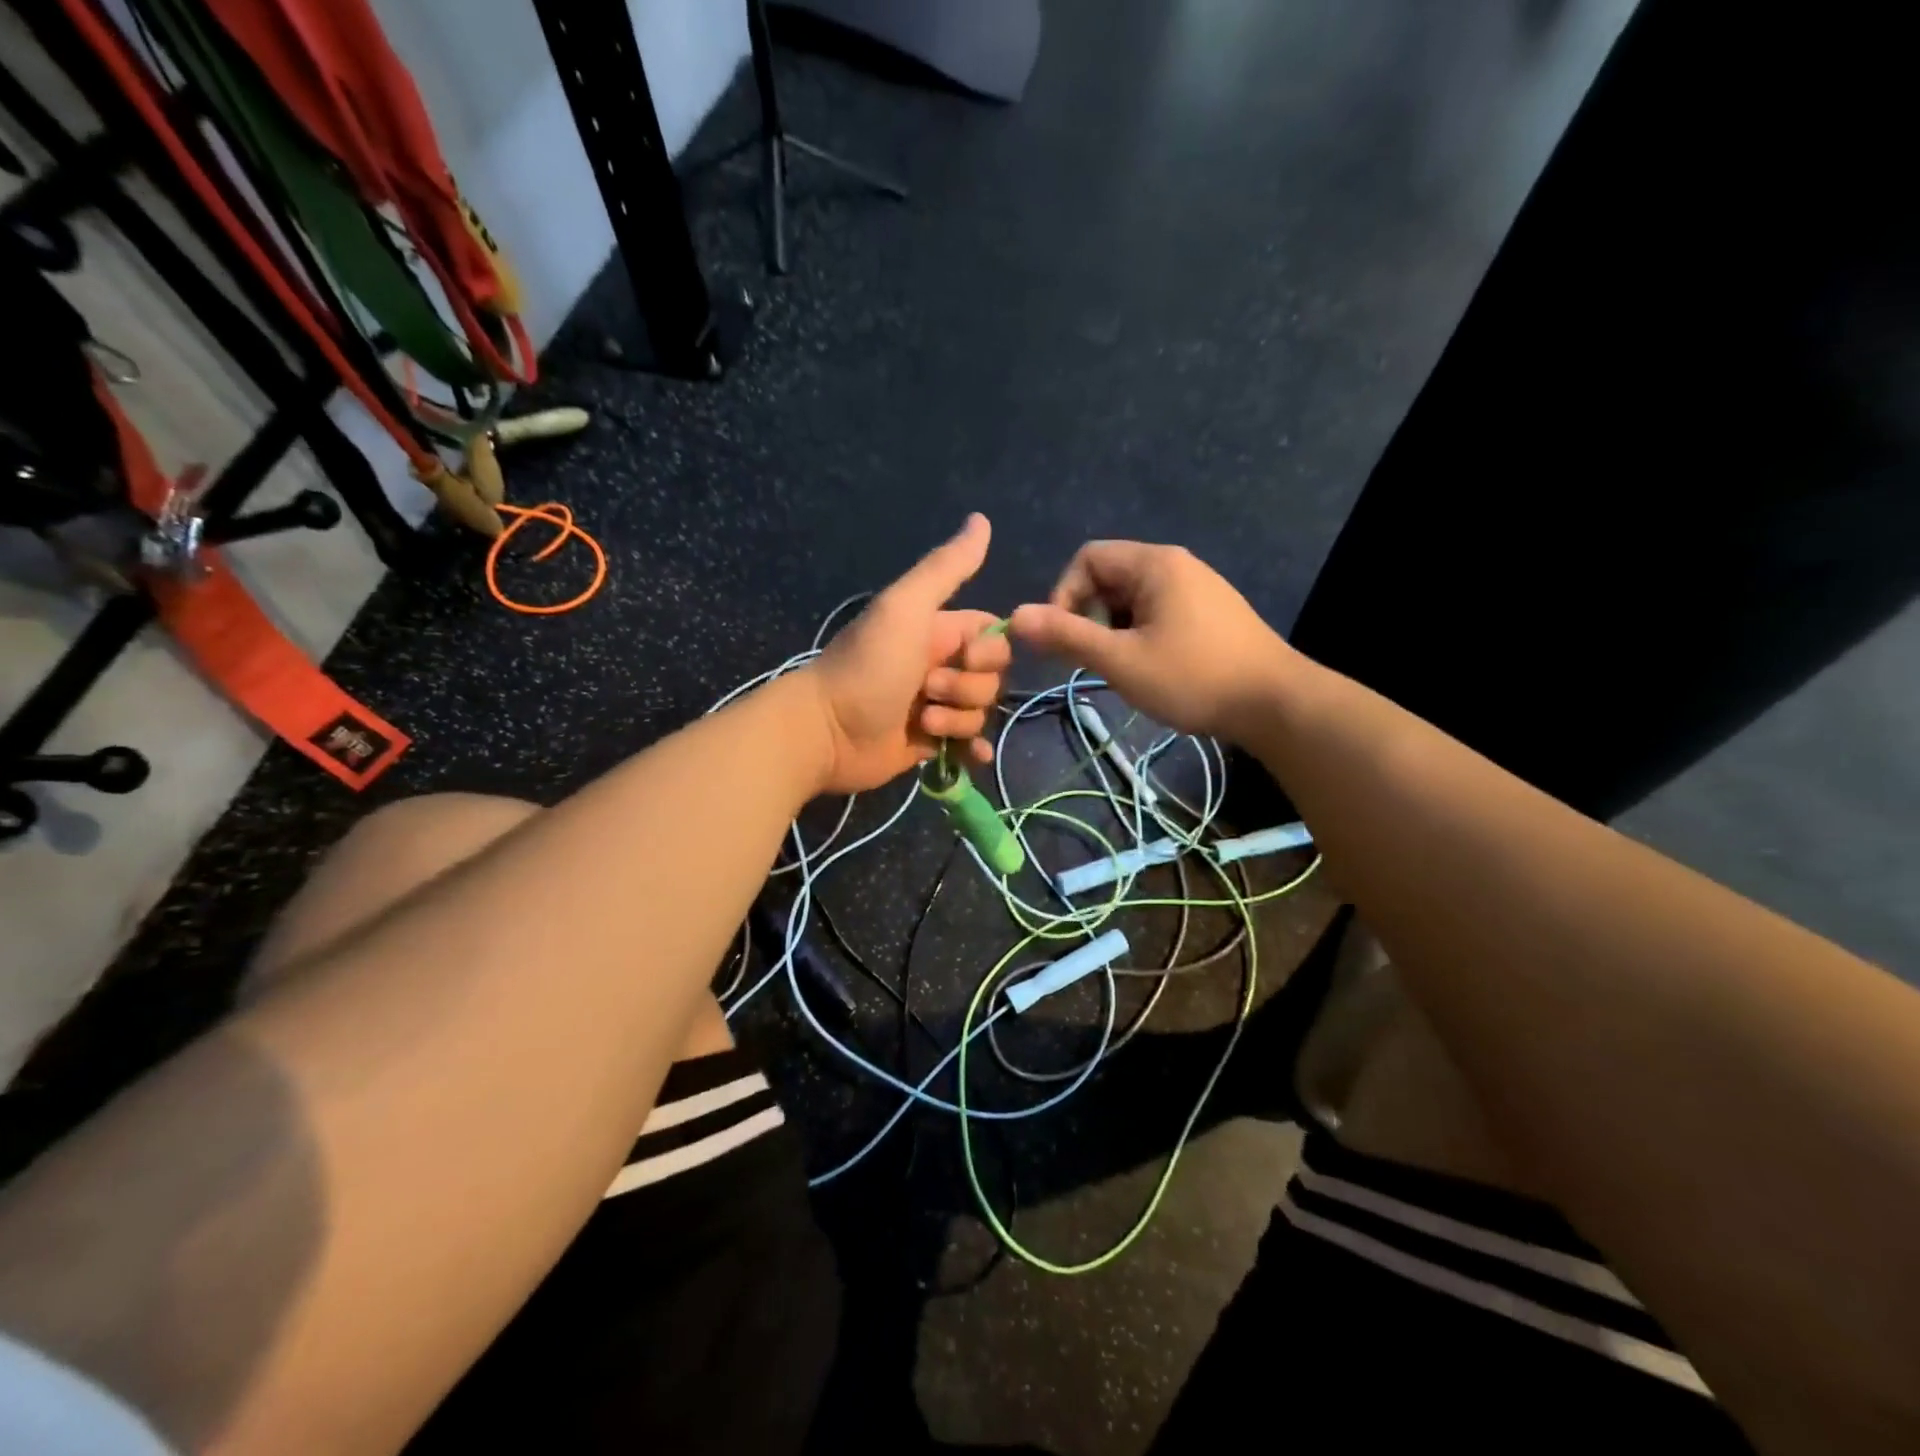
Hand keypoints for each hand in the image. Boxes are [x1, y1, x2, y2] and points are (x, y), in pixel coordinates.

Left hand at [805, 514, 1011, 793]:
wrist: (826, 730)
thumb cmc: (867, 666)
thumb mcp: (905, 607)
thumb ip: (946, 568)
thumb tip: (982, 519)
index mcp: (938, 631)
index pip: (992, 636)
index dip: (991, 650)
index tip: (967, 656)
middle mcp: (939, 666)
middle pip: (991, 677)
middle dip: (969, 687)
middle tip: (928, 687)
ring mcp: (935, 706)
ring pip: (980, 711)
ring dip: (959, 719)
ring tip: (922, 721)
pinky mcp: (929, 743)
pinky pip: (968, 744)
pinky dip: (973, 751)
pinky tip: (971, 757)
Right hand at [1008, 540, 1298, 740]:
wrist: (1276, 704)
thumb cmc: (1194, 677)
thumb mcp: (1121, 660)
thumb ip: (1067, 636)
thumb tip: (1013, 616)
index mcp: (1154, 564)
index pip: (1087, 559)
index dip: (1064, 595)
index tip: (1065, 639)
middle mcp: (1176, 565)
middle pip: (1109, 577)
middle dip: (1089, 616)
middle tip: (1093, 660)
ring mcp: (1197, 588)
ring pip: (1132, 600)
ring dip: (1113, 630)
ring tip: (1123, 669)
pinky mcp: (1211, 613)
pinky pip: (1158, 612)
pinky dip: (1140, 635)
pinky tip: (1152, 669)